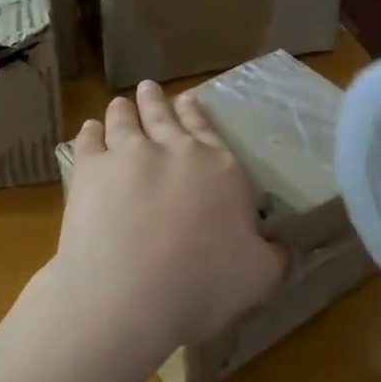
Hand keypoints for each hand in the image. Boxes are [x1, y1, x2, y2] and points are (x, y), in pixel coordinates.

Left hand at [46, 81, 286, 363]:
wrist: (131, 293)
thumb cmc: (204, 285)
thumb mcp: (260, 277)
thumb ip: (277, 258)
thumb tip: (291, 250)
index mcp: (220, 169)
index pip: (209, 132)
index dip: (198, 115)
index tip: (189, 99)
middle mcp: (176, 150)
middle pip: (164, 117)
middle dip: (157, 101)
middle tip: (149, 88)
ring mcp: (129, 154)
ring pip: (125, 121)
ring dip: (124, 110)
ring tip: (120, 102)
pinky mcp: (90, 170)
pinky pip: (89, 142)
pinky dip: (89, 132)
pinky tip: (89, 129)